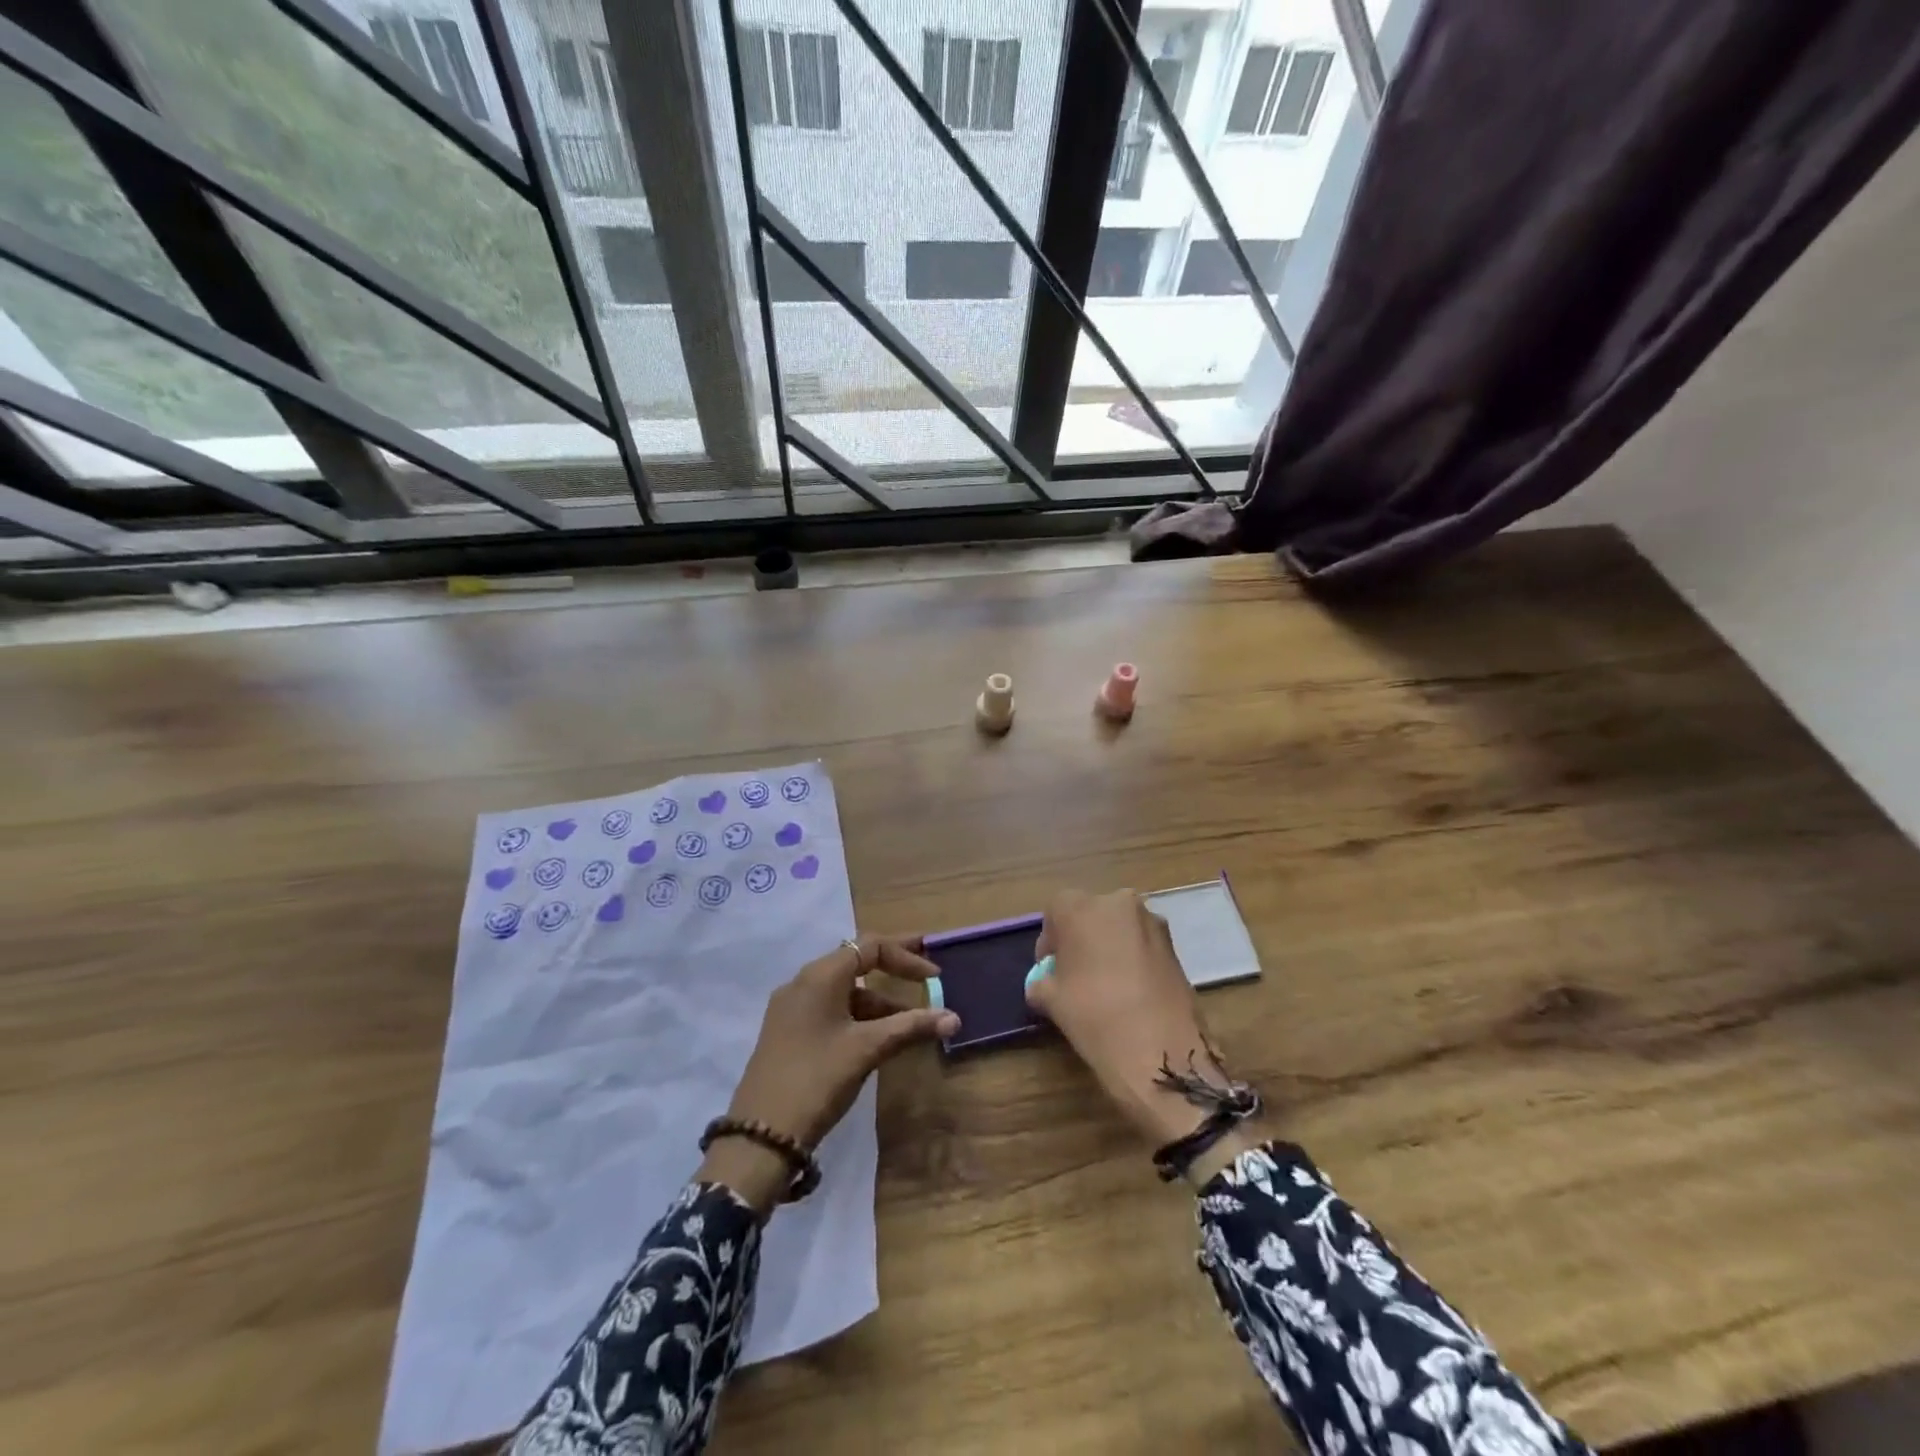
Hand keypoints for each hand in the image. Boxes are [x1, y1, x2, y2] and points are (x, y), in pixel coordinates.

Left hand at [698, 935, 958, 1214]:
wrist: (760, 1136)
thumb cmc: (817, 1079)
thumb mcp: (867, 1049)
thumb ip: (910, 1027)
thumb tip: (953, 1018)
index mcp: (820, 976)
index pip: (869, 947)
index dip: (906, 956)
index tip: (935, 975)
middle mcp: (803, 983)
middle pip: (856, 963)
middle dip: (893, 970)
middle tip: (926, 976)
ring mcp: (792, 1008)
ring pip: (844, 992)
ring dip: (878, 1002)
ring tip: (909, 1025)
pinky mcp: (788, 1033)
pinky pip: (830, 1010)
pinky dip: (858, 1017)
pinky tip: (877, 1040)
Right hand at [1029, 891, 1261, 1174]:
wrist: (1160, 1049)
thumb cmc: (1093, 1014)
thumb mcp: (1050, 999)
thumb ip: (1042, 982)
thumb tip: (1044, 983)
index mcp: (1080, 907)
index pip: (1055, 911)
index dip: (1050, 941)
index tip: (1049, 969)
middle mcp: (1117, 902)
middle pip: (1091, 914)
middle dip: (1081, 939)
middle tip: (1076, 974)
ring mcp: (1151, 922)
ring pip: (1120, 928)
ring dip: (1110, 947)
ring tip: (1105, 985)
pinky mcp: (1175, 945)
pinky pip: (1143, 944)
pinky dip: (1133, 959)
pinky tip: (1130, 992)